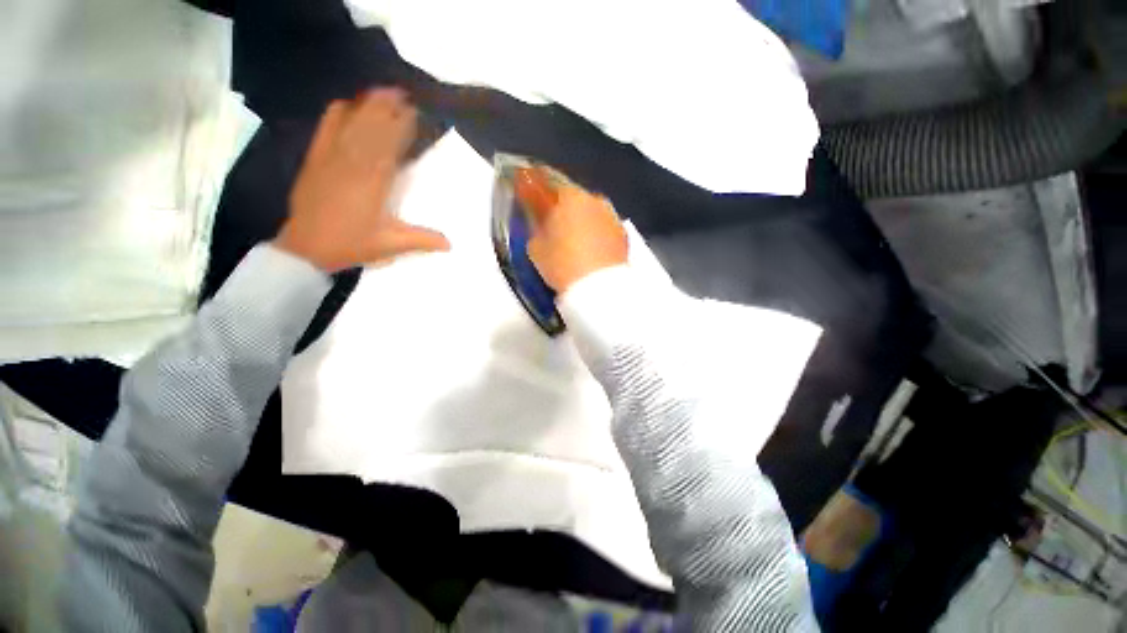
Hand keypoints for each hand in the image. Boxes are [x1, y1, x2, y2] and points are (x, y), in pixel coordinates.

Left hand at [275, 89, 449, 271]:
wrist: (306, 246)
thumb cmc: (352, 244)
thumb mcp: (391, 245)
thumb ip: (421, 240)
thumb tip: (451, 244)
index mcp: (373, 182)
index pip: (390, 144)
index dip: (401, 125)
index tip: (414, 111)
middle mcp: (353, 162)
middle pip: (372, 126)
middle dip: (388, 108)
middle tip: (403, 94)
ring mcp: (331, 156)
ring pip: (352, 122)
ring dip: (368, 105)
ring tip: (383, 92)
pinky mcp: (315, 157)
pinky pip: (326, 127)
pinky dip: (339, 112)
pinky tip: (348, 103)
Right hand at [514, 166, 627, 292]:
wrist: (600, 289)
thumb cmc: (563, 265)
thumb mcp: (536, 248)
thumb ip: (536, 228)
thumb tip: (541, 223)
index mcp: (569, 197)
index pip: (548, 182)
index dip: (536, 187)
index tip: (527, 189)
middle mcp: (594, 199)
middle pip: (573, 198)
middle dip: (562, 207)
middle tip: (552, 222)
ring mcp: (612, 216)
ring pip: (590, 212)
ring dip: (581, 219)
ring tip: (573, 238)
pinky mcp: (623, 234)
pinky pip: (603, 227)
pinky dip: (595, 232)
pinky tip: (590, 247)